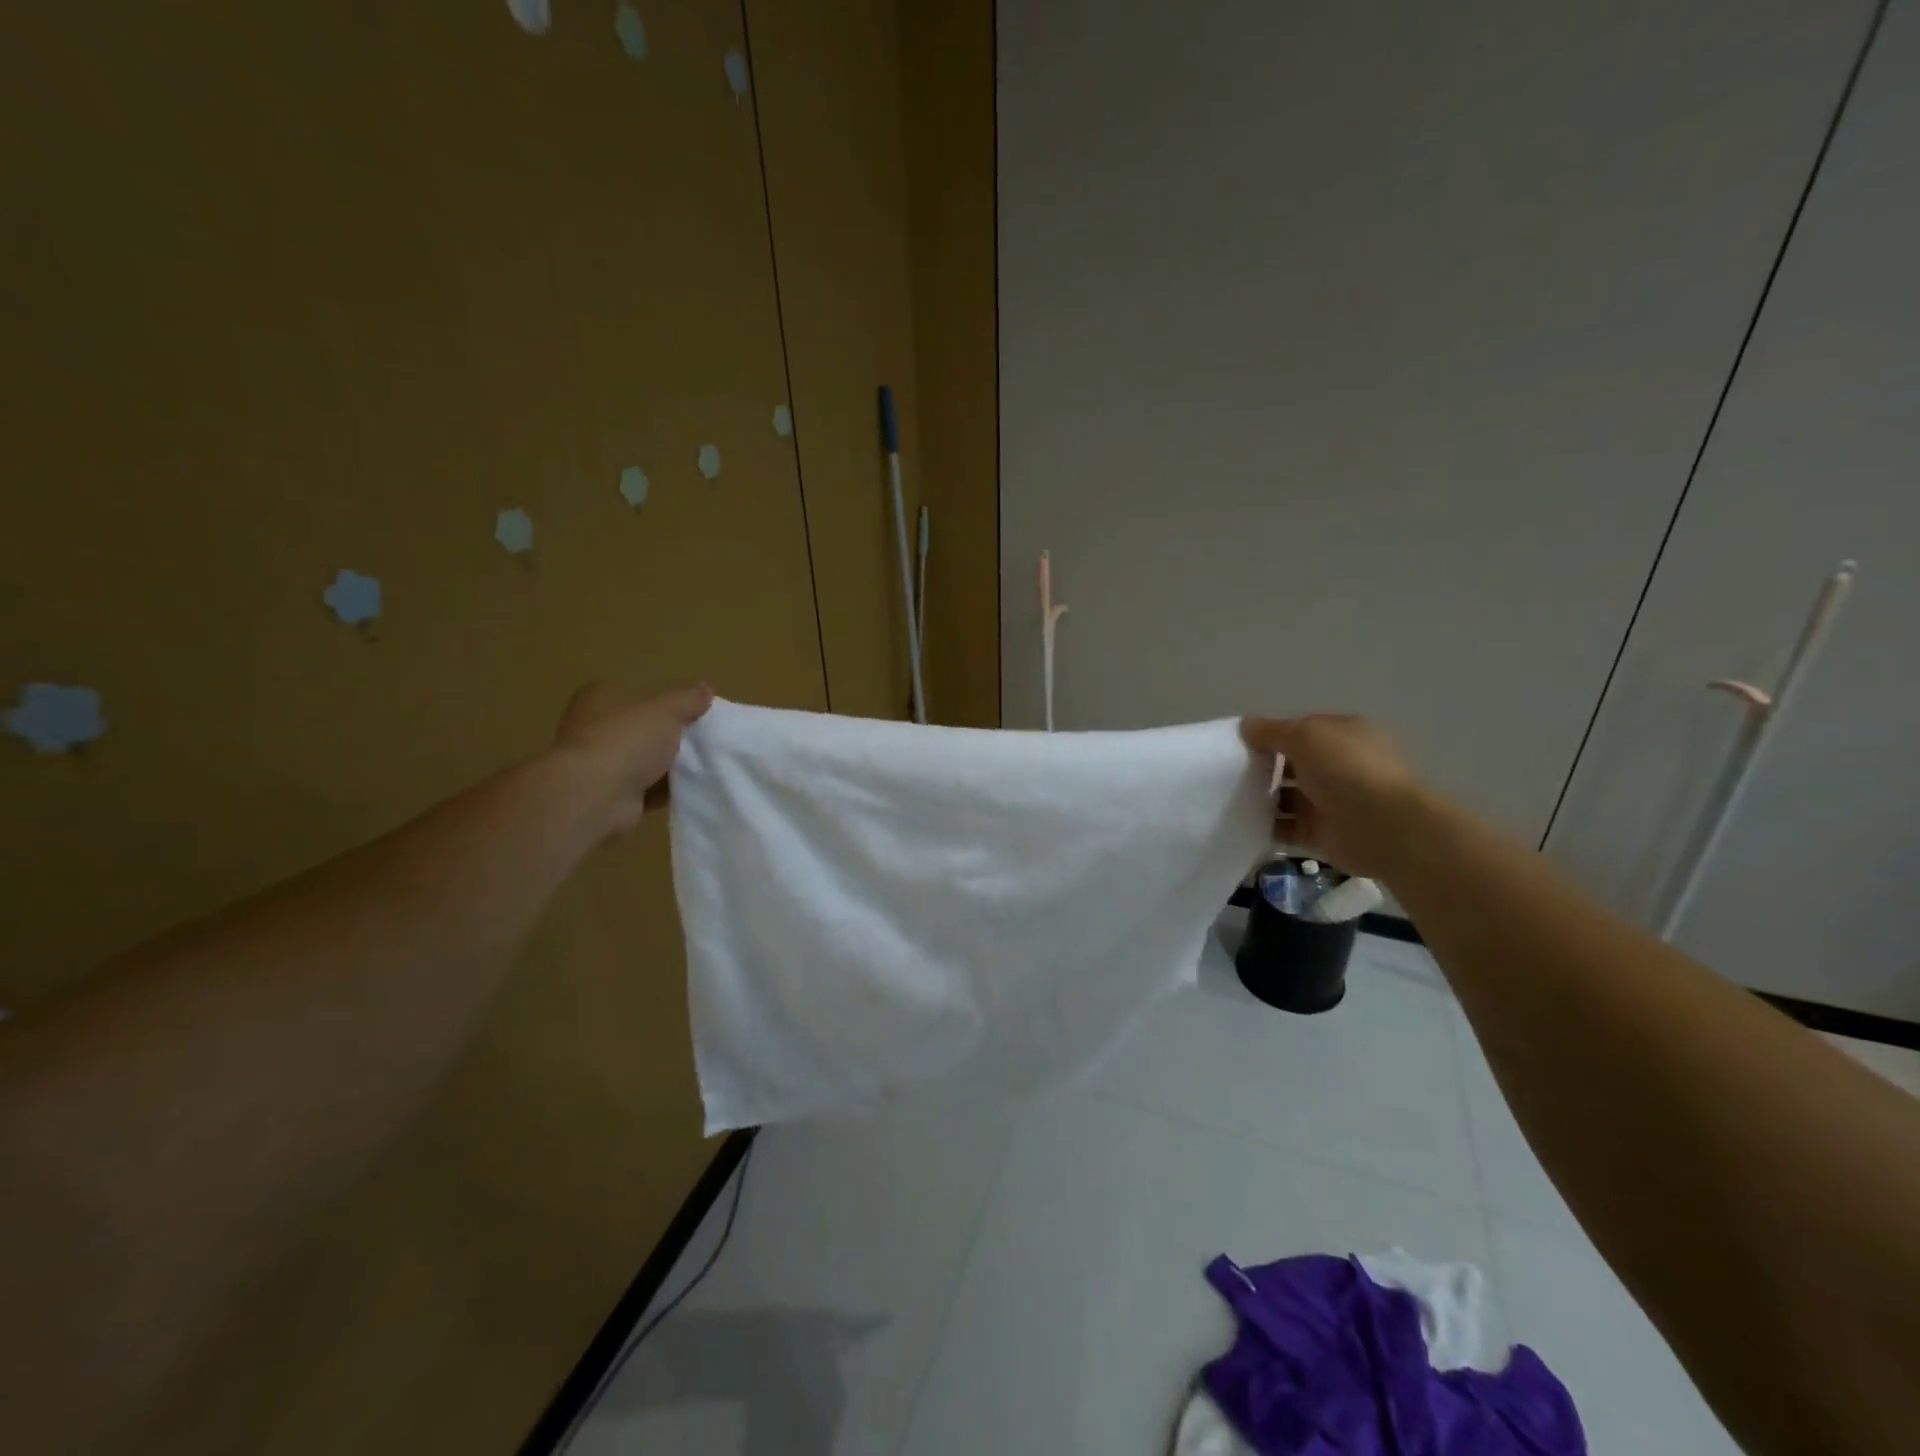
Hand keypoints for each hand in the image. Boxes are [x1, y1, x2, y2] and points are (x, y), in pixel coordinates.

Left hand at [553, 681, 713, 835]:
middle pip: (644, 728)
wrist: (595, 796)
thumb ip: (688, 698)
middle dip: (672, 736)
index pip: (640, 693)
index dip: (670, 702)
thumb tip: (705, 689)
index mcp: (601, 697)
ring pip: (645, 759)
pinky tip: (689, 789)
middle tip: (704, 740)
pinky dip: (664, 790)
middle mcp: (594, 727)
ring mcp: (600, 762)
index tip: (698, 713)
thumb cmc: (627, 740)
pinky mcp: (608, 794)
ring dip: (670, 765)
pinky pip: (645, 788)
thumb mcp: (667, 710)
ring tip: (703, 765)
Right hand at [1240, 714, 1429, 877]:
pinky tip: (1240, 823)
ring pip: (1285, 798)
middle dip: (1261, 768)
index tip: (1237, 744)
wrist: (1385, 827)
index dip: (1269, 736)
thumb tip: (1245, 726)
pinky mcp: (1321, 834)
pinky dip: (1265, 827)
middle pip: (1290, 765)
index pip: (1299, 732)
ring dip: (1260, 799)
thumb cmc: (1346, 770)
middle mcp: (1337, 767)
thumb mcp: (1305, 736)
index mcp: (1341, 737)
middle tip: (1225, 772)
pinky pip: (1285, 828)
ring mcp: (1329, 802)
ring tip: (1227, 798)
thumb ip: (1271, 731)